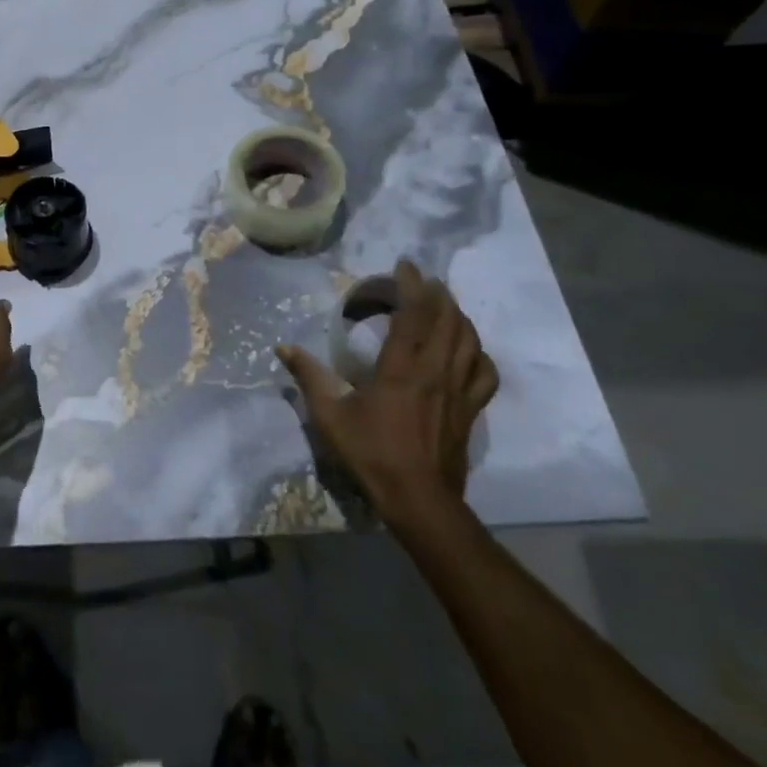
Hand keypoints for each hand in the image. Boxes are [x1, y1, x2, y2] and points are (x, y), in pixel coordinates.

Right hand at [275, 260, 497, 530]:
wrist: (419, 500)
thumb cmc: (371, 454)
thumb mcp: (330, 416)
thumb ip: (309, 377)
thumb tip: (283, 348)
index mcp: (401, 368)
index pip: (413, 314)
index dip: (411, 285)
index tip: (405, 266)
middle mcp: (435, 371)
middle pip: (447, 319)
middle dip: (437, 293)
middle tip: (423, 280)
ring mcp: (459, 390)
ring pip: (469, 340)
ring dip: (458, 315)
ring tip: (445, 305)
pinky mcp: (471, 409)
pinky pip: (484, 371)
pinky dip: (478, 352)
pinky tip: (468, 350)